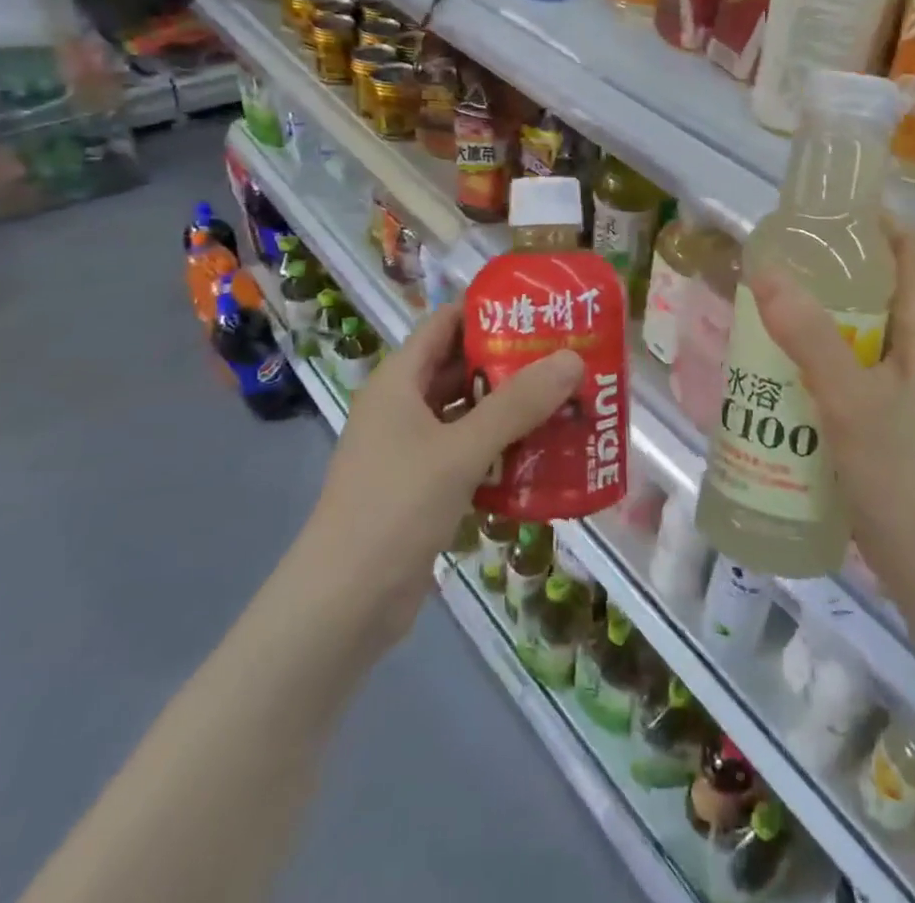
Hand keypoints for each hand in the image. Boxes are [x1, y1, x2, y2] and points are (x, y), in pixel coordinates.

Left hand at [300, 304, 583, 652]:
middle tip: (566, 355)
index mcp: (398, 382)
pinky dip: (501, 448)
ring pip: (468, 413)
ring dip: (511, 408)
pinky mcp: (423, 487)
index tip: (539, 308)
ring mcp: (411, 450)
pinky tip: (544, 453)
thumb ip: (517, 404)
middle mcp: (403, 407)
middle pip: (460, 367)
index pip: (445, 323)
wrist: (343, 607)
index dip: (488, 310)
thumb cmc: (395, 509)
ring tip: (566, 399)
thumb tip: (571, 359)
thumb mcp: (460, 451)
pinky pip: (468, 452)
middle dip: (510, 361)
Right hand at [750, 217, 914, 605]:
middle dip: (831, 266)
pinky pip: (847, 366)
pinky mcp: (883, 415)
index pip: (911, 249)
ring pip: (858, 328)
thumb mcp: (849, 399)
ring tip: (765, 305)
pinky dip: (815, 354)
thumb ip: (808, 335)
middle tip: (776, 258)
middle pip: (878, 285)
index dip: (875, 220)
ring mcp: (902, 385)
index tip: (822, 210)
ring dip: (817, 313)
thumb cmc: (902, 475)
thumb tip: (765, 268)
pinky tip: (777, 367)